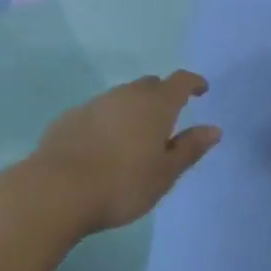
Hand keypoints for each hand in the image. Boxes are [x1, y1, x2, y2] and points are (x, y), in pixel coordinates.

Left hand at [31, 71, 219, 234]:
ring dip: (133, 108)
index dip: (193, 83)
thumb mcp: (164, 173)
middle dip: (163, 95)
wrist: (57, 189)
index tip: (201, 90)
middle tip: (168, 117)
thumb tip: (214, 129)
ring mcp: (96, 103)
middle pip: (150, 85)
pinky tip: (103, 145)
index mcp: (156, 104)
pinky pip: (98, 112)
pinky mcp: (71, 117)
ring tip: (135, 135)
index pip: (180, 81)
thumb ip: (190, 148)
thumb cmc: (122, 184)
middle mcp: (127, 94)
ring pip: (123, 97)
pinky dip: (108, 121)